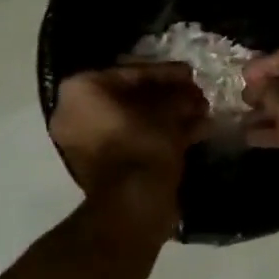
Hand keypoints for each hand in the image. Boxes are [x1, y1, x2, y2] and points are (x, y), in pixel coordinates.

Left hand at [50, 63, 207, 202]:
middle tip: (197, 96)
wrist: (132, 205)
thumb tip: (190, 94)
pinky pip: (132, 140)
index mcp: (81, 91)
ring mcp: (86, 142)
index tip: (191, 73)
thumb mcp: (167, 113)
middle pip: (130, 97)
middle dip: (168, 97)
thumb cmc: (143, 146)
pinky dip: (160, 136)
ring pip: (134, 120)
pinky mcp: (102, 166)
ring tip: (203, 114)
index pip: (129, 73)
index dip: (165, 73)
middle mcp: (75, 113)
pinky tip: (196, 132)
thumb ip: (178, 96)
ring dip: (168, 116)